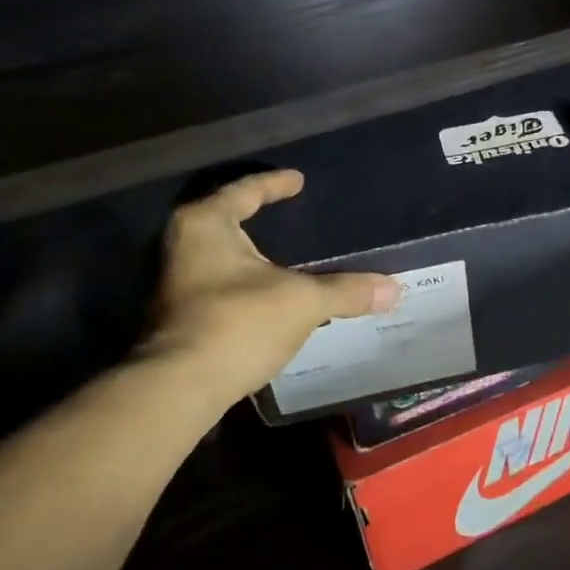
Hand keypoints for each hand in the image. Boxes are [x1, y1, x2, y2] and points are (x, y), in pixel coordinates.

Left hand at [138, 170, 400, 403]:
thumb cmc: (239, 322)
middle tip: (288, 213)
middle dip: (256, 217)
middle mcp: (183, 247)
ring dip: (250, 256)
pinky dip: (245, 284)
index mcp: (206, 225)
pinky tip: (269, 296)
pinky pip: (219, 286)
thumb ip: (346, 291)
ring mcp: (176, 285)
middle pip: (225, 221)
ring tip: (284, 256)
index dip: (275, 184)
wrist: (179, 388)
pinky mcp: (178, 318)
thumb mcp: (303, 302)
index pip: (245, 191)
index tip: (298, 180)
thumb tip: (394, 288)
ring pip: (219, 257)